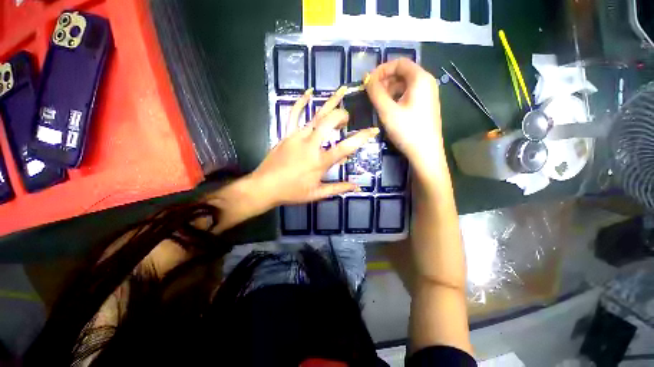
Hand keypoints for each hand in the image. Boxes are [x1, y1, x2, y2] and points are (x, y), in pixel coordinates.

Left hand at [250, 88, 378, 208]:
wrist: (264, 187)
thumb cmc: (292, 192)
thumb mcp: (317, 193)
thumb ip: (338, 188)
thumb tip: (357, 186)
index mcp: (319, 161)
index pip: (346, 147)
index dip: (361, 137)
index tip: (373, 130)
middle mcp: (310, 145)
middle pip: (329, 123)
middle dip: (342, 116)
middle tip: (347, 119)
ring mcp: (297, 137)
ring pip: (316, 115)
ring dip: (330, 102)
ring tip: (342, 90)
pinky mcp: (287, 134)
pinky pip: (293, 114)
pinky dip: (301, 102)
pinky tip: (308, 92)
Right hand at [366, 58, 443, 176]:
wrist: (425, 153)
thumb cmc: (407, 130)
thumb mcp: (387, 111)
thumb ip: (376, 92)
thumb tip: (367, 80)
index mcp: (420, 78)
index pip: (399, 62)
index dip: (381, 69)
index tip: (368, 81)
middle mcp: (426, 83)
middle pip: (403, 73)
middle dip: (384, 80)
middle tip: (371, 93)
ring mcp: (427, 95)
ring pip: (405, 85)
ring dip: (389, 90)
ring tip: (377, 102)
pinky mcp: (425, 107)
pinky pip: (408, 95)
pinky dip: (396, 98)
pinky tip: (388, 109)